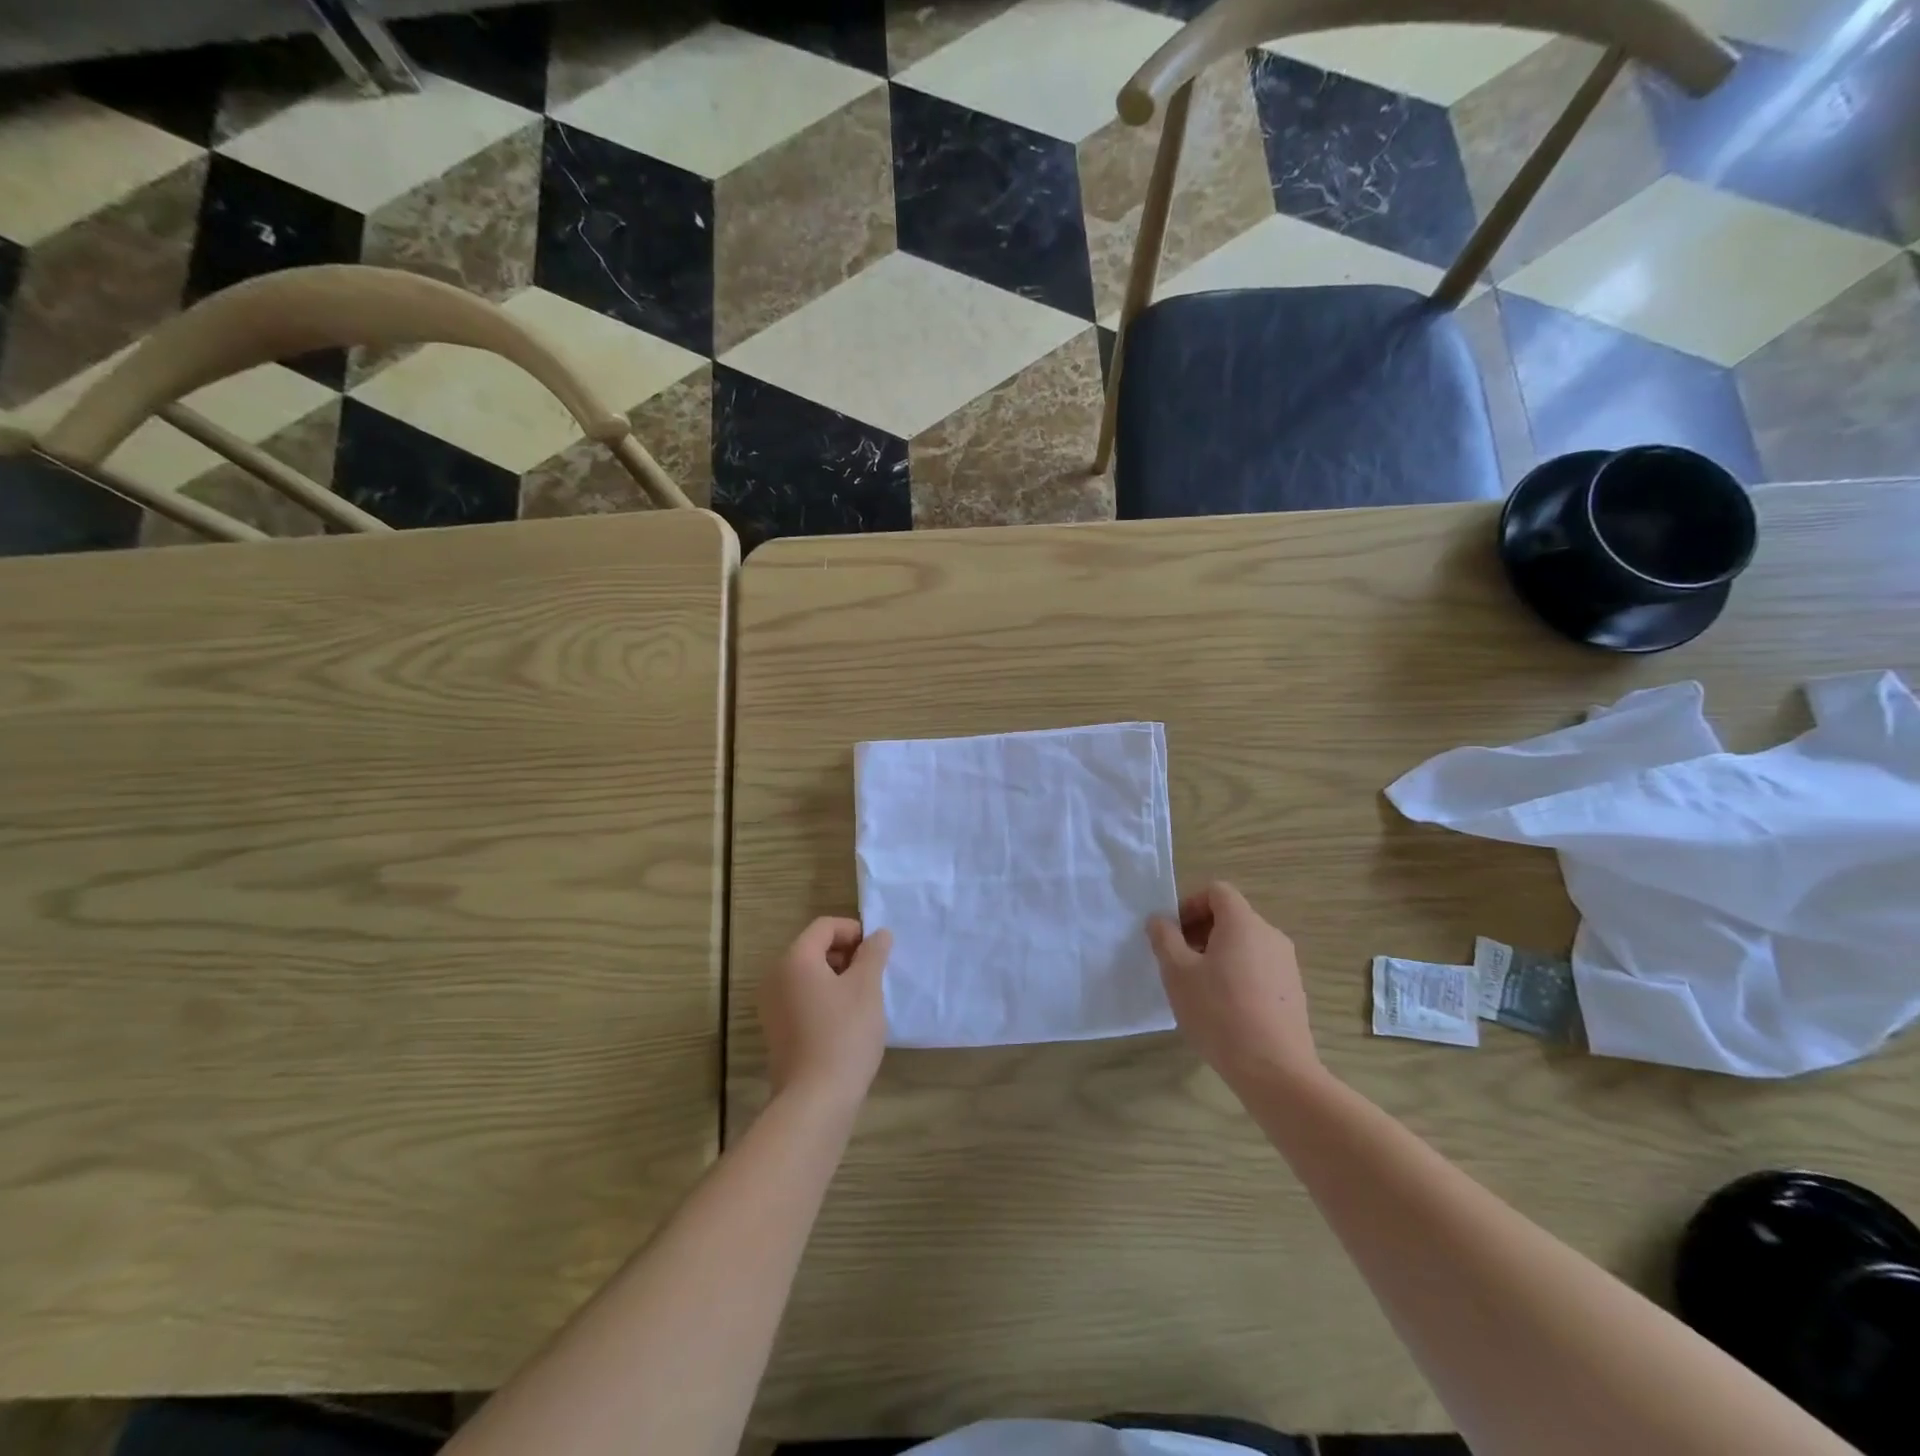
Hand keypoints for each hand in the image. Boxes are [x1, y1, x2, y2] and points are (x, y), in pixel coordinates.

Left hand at [759, 918, 892, 1109]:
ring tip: (863, 1000)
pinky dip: (825, 999)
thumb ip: (873, 954)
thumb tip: (879, 934)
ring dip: (838, 978)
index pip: (825, 927)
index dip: (854, 931)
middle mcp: (775, 977)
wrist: (814, 1100)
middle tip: (873, 976)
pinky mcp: (776, 1031)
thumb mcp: (867, 987)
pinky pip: (802, 999)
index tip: (877, 953)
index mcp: (795, 959)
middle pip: (814, 949)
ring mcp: (772, 1006)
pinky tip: (847, 1022)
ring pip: (809, 976)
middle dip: (847, 955)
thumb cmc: (844, 1034)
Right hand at [1147, 882, 1320, 1090]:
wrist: (1275, 1071)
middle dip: (1200, 931)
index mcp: (1243, 923)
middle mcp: (1270, 935)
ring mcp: (1286, 964)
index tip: (1173, 934)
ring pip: (1245, 944)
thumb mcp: (1177, 973)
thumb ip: (1164, 938)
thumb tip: (1160, 921)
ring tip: (1198, 988)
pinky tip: (1223, 1009)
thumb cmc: (1219, 1013)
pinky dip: (1237, 974)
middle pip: (1231, 916)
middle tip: (1178, 961)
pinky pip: (1259, 968)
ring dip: (1217, 954)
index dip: (1189, 904)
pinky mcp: (1293, 992)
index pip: (1216, 891)